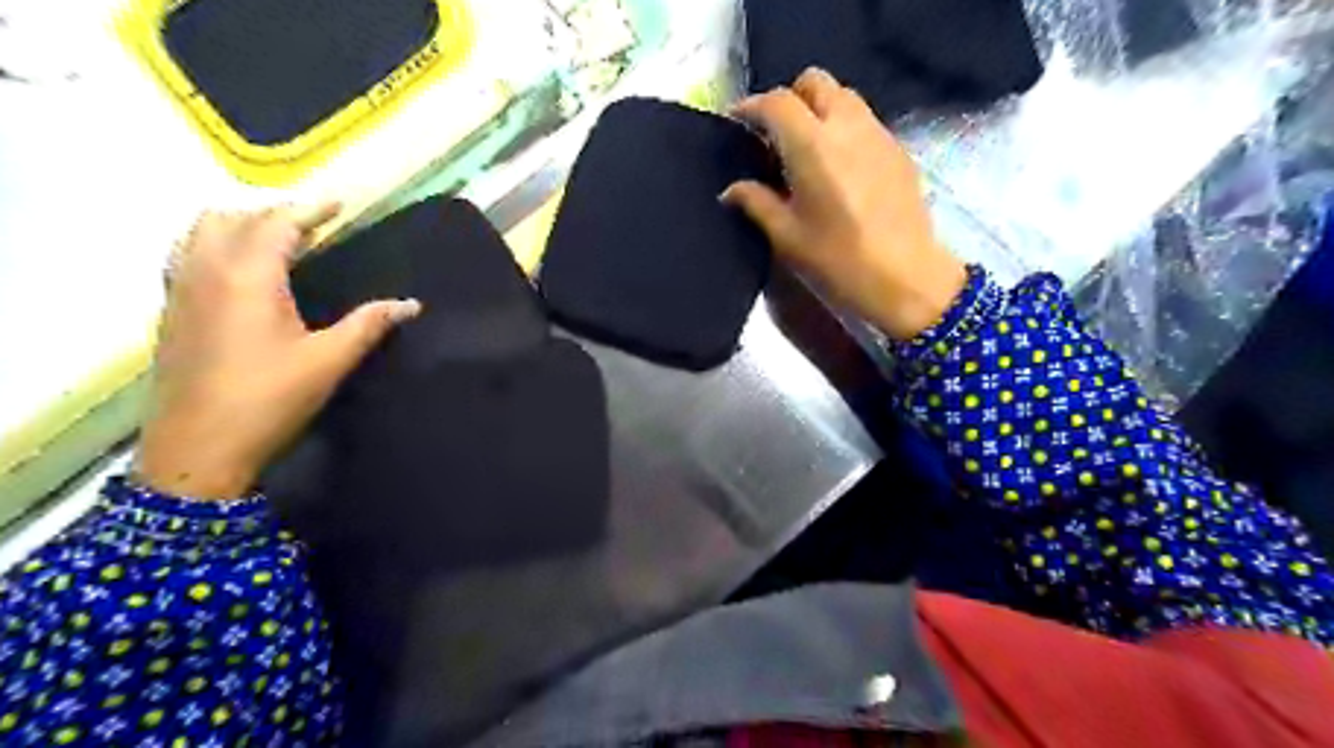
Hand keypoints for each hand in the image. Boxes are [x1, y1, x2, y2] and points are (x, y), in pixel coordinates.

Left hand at [135, 205, 414, 498]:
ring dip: (239, 225)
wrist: (198, 448)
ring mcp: (180, 290)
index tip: (339, 203)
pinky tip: (237, 271)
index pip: (277, 224)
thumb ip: (369, 325)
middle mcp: (206, 271)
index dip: (310, 209)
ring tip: (276, 240)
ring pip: (200, 233)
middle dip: (273, 213)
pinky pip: (185, 255)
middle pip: (231, 218)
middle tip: (313, 226)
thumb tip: (410, 304)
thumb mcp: (329, 361)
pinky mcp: (170, 311)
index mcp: (248, 277)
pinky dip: (213, 245)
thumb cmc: (270, 399)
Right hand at [726, 66, 966, 342]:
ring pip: (844, 97)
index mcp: (813, 146)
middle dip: (790, 98)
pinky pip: (865, 121)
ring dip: (819, 110)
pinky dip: (843, 128)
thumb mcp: (787, 237)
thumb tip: (732, 190)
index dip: (751, 107)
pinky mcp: (899, 151)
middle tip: (774, 133)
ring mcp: (879, 135)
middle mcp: (847, 126)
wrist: (906, 280)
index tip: (736, 121)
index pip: (777, 102)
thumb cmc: (839, 261)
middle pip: (815, 83)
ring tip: (805, 148)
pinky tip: (838, 166)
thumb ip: (756, 203)